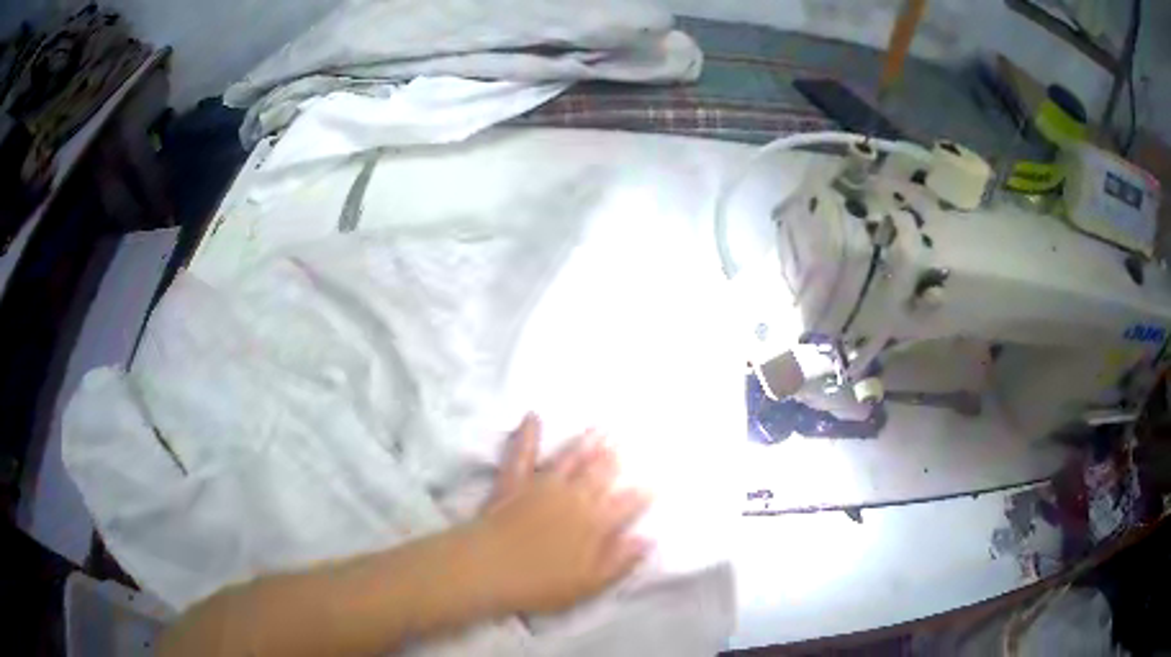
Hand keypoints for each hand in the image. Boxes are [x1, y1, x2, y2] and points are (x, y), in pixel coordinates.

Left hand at [465, 414, 651, 615]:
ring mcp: (542, 486)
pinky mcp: (514, 482)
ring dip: (585, 443)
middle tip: (628, 441)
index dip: (642, 493)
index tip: (655, 481)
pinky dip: (527, 435)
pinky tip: (532, 417)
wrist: (490, 569)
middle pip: (599, 475)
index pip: (625, 504)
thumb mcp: (589, 583)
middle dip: (615, 459)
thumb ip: (620, 560)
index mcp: (594, 523)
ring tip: (600, 428)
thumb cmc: (541, 584)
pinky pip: (521, 455)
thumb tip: (647, 539)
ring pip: (569, 460)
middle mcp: (573, 498)